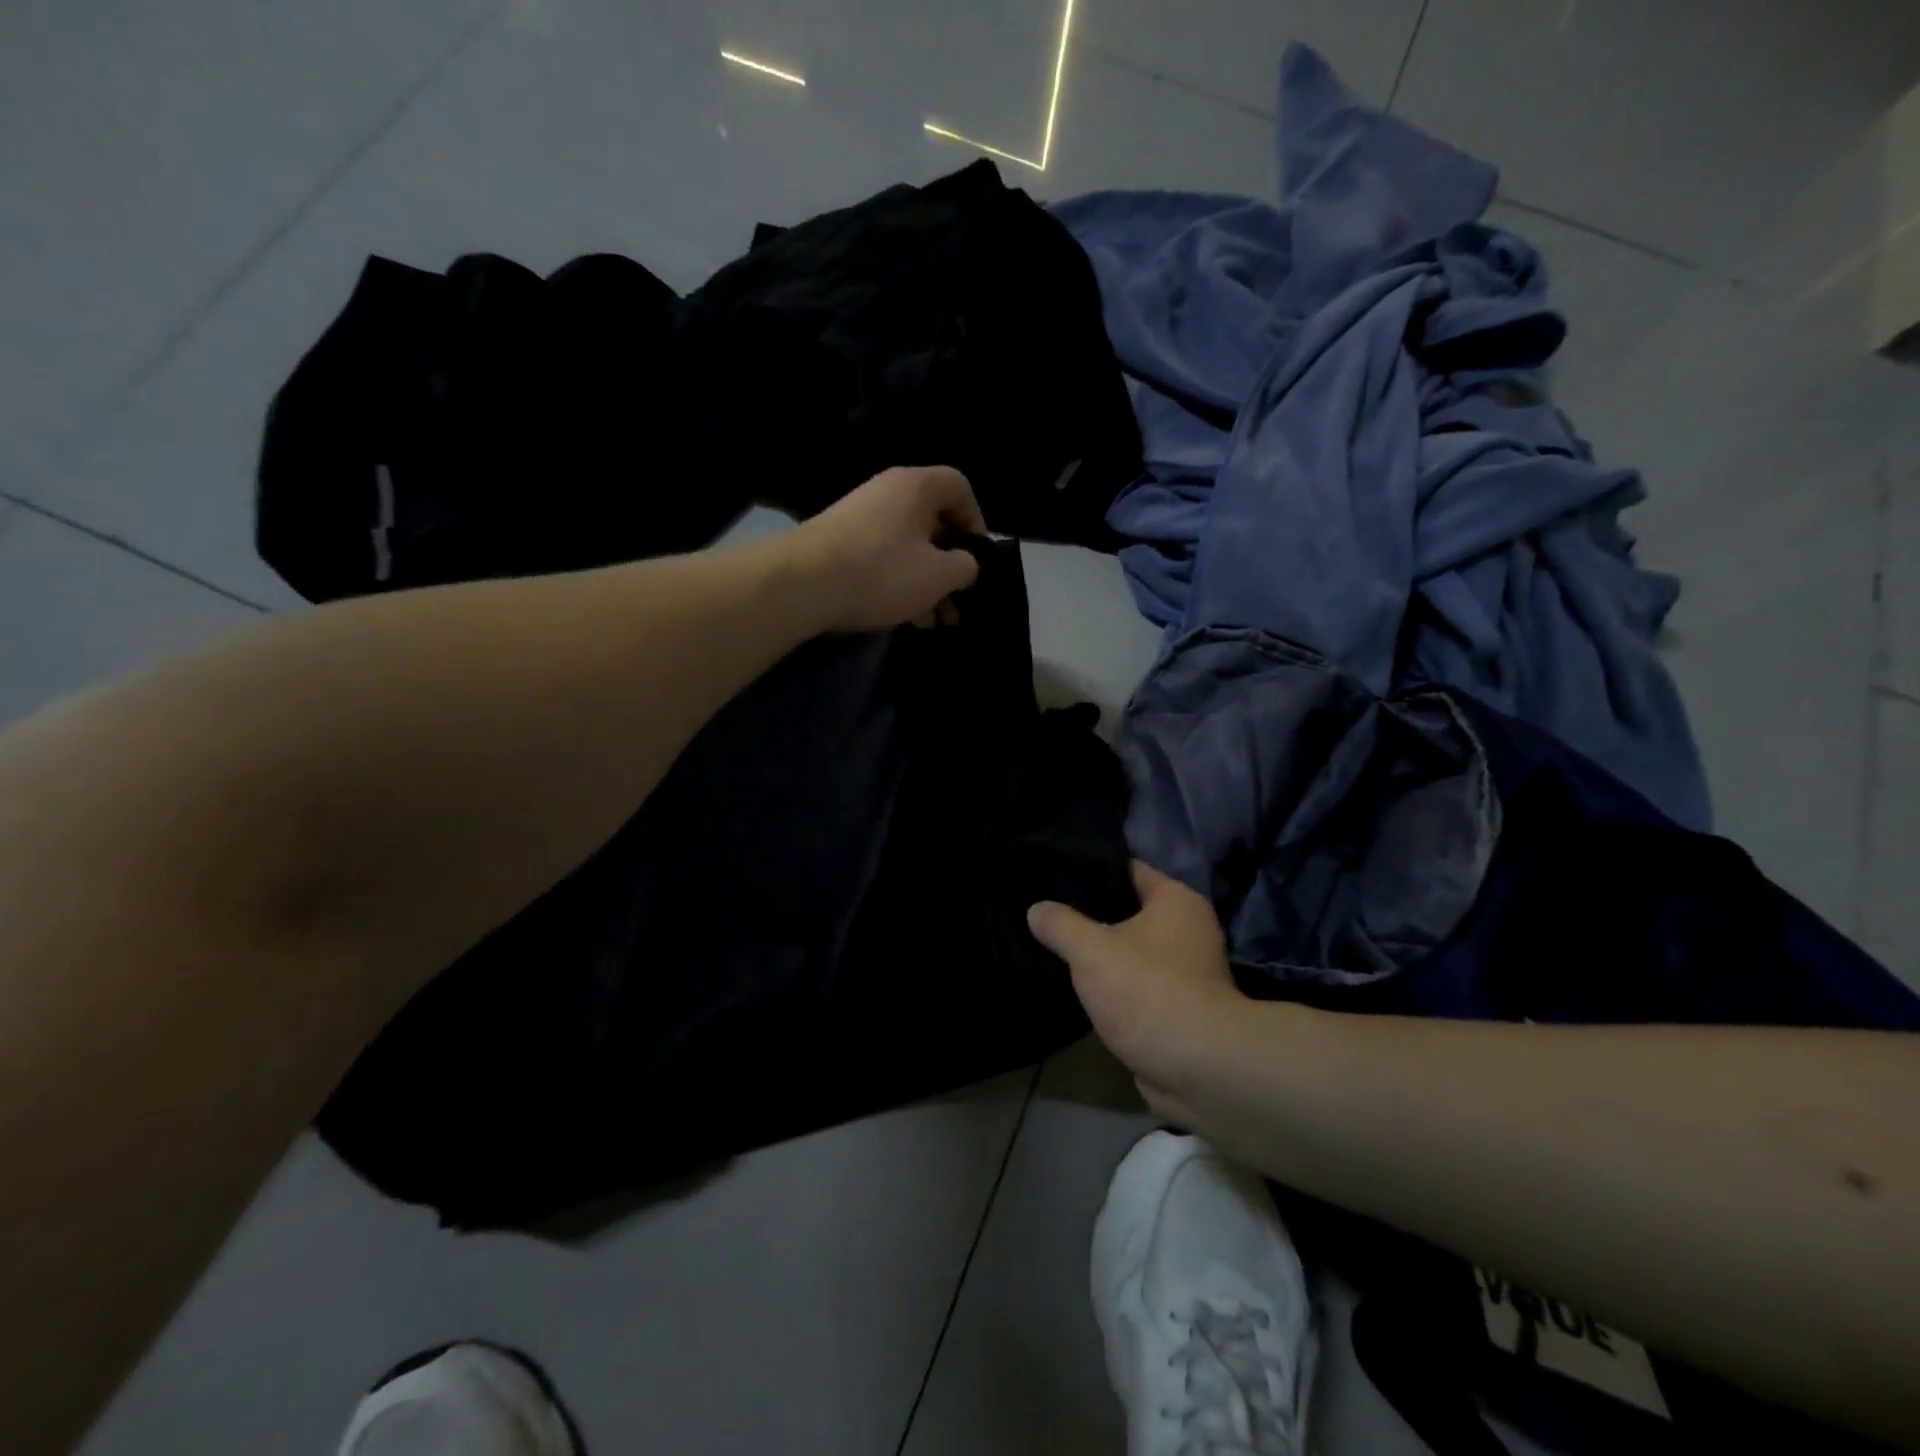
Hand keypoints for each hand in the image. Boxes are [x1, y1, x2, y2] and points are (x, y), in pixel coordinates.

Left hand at [790, 466, 986, 632]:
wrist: (801, 584)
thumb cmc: (881, 572)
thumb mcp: (938, 575)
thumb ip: (965, 567)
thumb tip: (965, 565)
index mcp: (915, 486)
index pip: (959, 487)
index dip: (976, 521)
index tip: (977, 558)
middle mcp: (887, 492)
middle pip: (933, 521)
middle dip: (951, 565)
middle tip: (958, 601)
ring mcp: (860, 517)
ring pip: (908, 546)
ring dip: (927, 582)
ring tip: (935, 621)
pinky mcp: (840, 544)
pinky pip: (883, 558)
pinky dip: (900, 584)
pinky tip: (905, 618)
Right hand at [1028, 860, 1244, 1122]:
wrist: (1198, 1069)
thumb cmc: (1148, 991)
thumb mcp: (1091, 950)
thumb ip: (1060, 924)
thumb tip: (1036, 909)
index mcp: (1177, 900)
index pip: (1128, 869)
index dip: (1092, 870)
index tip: (1054, 874)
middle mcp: (1188, 929)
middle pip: (1128, 910)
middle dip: (1090, 914)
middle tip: (1046, 911)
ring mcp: (1187, 971)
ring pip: (1131, 950)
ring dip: (1101, 955)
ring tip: (1054, 947)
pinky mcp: (1178, 1007)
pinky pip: (1136, 984)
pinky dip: (1113, 986)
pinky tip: (1077, 986)